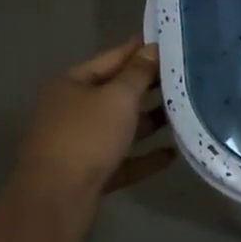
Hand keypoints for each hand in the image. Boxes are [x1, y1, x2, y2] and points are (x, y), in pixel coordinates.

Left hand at [12, 36, 175, 208]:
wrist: (56, 198)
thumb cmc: (87, 136)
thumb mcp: (118, 98)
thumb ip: (138, 73)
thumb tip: (151, 48)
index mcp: (72, 85)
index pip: (111, 58)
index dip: (138, 50)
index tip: (168, 43)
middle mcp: (72, 110)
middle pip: (115, 93)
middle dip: (148, 87)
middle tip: (184, 77)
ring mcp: (79, 144)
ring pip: (120, 127)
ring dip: (149, 121)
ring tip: (183, 113)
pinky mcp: (89, 173)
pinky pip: (123, 159)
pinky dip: (145, 156)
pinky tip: (172, 153)